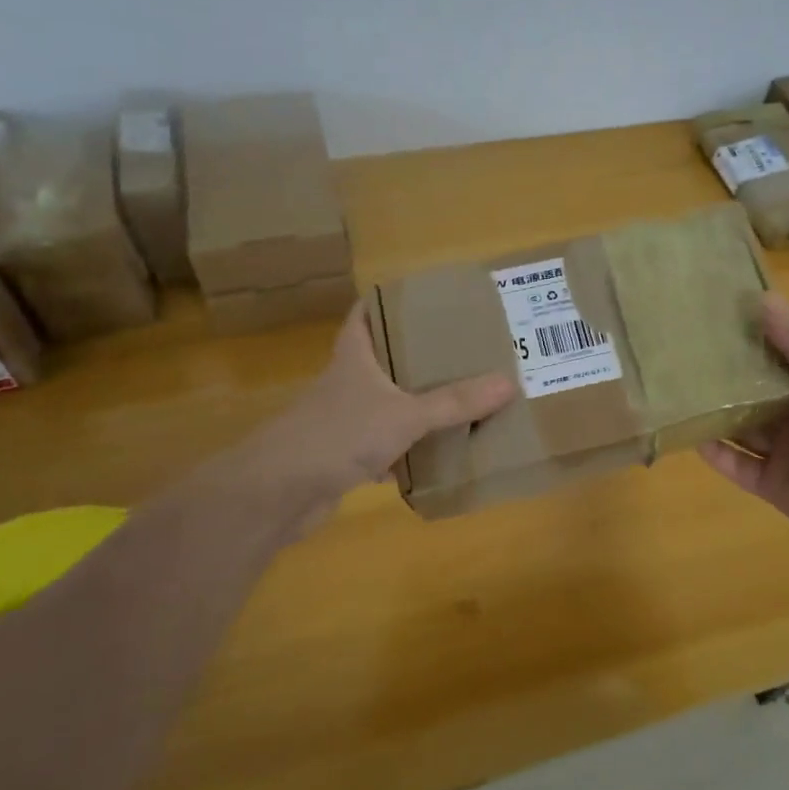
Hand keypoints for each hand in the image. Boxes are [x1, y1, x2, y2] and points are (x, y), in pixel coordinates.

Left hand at [192, 304, 514, 535]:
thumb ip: (454, 402)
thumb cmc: (339, 434)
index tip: (424, 297)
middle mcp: (347, 383)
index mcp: (355, 357)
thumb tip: (509, 382)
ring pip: (386, 404)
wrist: (279, 492)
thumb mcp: (405, 414)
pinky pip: (385, 446)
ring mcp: (343, 421)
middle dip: (417, 356)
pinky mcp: (344, 456)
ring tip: (458, 398)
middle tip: (460, 350)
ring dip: (415, 404)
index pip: (365, 314)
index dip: (388, 301)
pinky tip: (436, 455)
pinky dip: (408, 450)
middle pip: (382, 359)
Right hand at [698, 296, 788, 557]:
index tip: (717, 321)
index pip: (780, 360)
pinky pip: (737, 467)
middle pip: (756, 395)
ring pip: (742, 429)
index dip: (753, 342)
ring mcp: (785, 454)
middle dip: (727, 379)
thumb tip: (763, 297)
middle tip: (686, 356)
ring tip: (680, 393)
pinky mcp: (771, 486)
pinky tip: (691, 437)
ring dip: (716, 415)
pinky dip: (716, 454)